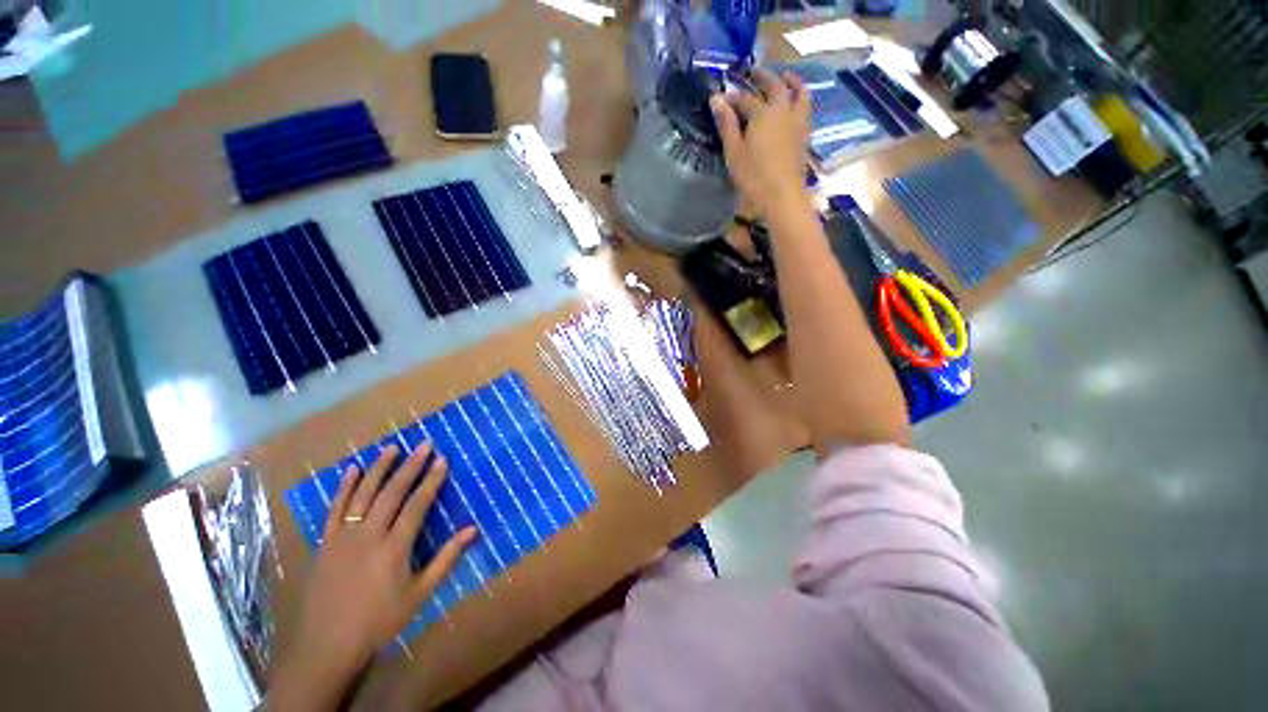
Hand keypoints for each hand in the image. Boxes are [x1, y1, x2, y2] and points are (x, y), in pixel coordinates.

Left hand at [270, 445, 475, 710]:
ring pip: (363, 495)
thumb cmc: (380, 621)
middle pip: (392, 493)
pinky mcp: (325, 543)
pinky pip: (335, 509)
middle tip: (424, 445)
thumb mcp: (419, 594)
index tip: (442, 460)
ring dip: (379, 469)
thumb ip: (446, 559)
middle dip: (410, 466)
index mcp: (394, 547)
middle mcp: (369, 535)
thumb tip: (472, 530)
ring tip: (392, 448)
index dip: (431, 481)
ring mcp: (344, 537)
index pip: (416, 505)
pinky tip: (351, 470)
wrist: (327, 646)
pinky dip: (344, 488)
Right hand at [710, 70, 811, 216]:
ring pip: (798, 92)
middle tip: (754, 71)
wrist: (782, 195)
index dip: (731, 97)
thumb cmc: (754, 176)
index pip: (744, 98)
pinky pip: (805, 108)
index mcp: (762, 113)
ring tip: (785, 77)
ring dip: (791, 81)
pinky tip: (795, 105)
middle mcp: (782, 110)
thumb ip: (726, 124)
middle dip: (762, 77)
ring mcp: (797, 121)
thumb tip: (716, 99)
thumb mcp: (734, 152)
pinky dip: (800, 99)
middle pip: (774, 85)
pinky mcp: (804, 135)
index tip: (721, 98)